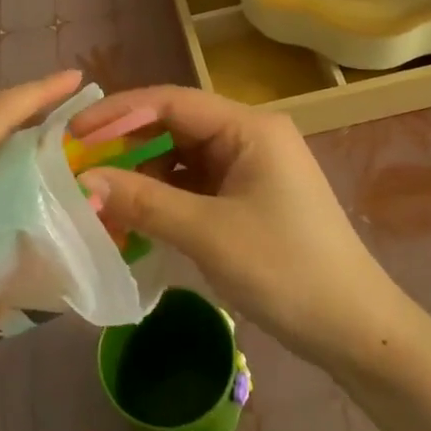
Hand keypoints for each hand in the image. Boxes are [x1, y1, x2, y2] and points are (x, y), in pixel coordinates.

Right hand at [70, 86, 408, 367]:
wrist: (356, 330)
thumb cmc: (286, 270)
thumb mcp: (208, 234)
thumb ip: (144, 202)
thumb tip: (83, 182)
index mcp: (249, 127)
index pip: (171, 101)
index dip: (118, 113)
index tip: (74, 134)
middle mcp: (250, 136)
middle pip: (174, 125)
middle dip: (126, 144)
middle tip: (78, 166)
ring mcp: (250, 168)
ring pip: (181, 157)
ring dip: (142, 174)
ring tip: (98, 195)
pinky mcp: (248, 197)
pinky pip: (194, 185)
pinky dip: (163, 197)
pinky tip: (134, 216)